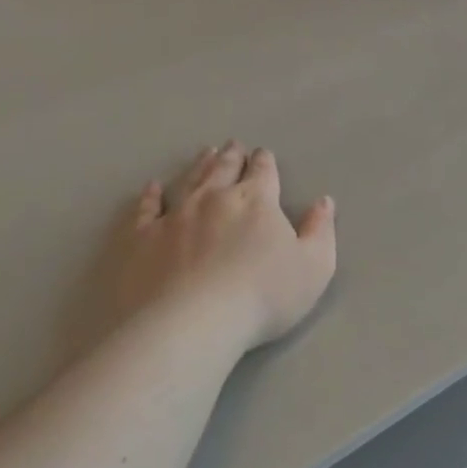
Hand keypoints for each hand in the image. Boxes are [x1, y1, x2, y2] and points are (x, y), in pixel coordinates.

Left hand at [106, 142, 335, 352]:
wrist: (193, 321)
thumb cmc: (263, 297)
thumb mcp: (314, 268)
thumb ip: (320, 232)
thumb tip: (324, 202)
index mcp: (256, 201)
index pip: (263, 173)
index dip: (264, 163)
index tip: (263, 155)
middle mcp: (213, 198)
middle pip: (224, 169)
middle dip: (232, 156)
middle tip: (233, 146)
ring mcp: (174, 215)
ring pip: (189, 180)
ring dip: (199, 166)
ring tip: (205, 153)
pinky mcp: (141, 237)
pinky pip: (146, 209)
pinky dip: (150, 196)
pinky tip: (152, 188)